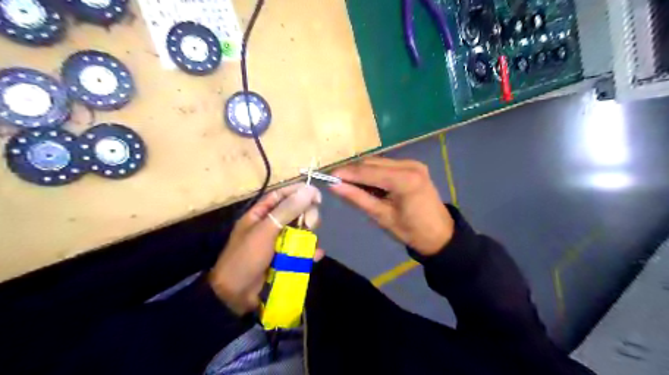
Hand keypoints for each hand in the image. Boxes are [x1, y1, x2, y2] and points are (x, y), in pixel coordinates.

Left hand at [209, 184, 324, 315]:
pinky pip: (302, 250)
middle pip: (295, 212)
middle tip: (310, 225)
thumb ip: (287, 210)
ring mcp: (279, 242)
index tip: (317, 196)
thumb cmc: (246, 258)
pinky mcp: (286, 258)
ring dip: (309, 235)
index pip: (282, 195)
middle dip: (306, 216)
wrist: (235, 295)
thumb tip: (308, 190)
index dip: (299, 192)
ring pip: (301, 231)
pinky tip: (315, 256)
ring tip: (310, 244)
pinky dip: (310, 252)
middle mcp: (271, 225)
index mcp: (260, 214)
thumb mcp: (265, 231)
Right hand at [330, 157, 454, 255]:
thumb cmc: (411, 231)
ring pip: (378, 162)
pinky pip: (386, 165)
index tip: (327, 176)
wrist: (440, 234)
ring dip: (362, 172)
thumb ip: (357, 198)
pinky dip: (374, 172)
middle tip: (336, 182)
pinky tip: (367, 184)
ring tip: (350, 185)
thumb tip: (334, 186)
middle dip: (353, 171)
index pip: (368, 171)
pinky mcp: (413, 166)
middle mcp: (410, 165)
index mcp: (404, 180)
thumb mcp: (381, 216)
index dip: (346, 173)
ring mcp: (413, 163)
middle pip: (372, 162)